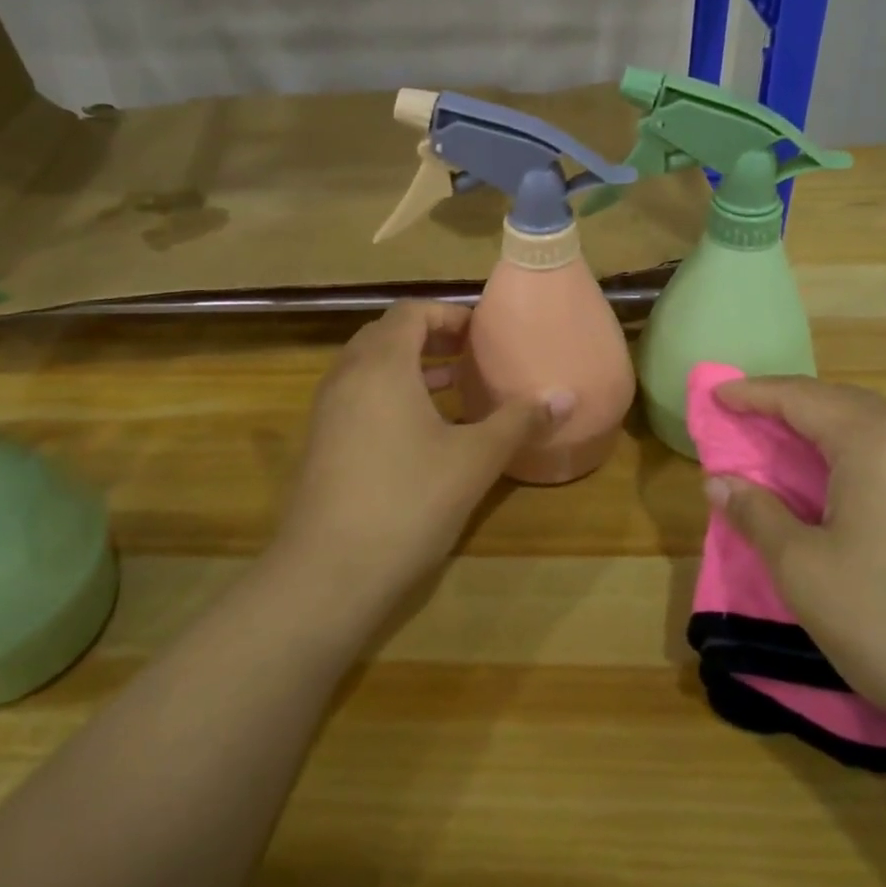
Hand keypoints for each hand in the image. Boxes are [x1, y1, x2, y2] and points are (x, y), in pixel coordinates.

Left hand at [275, 301, 568, 614]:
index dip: (448, 314)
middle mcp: (346, 377)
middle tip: (467, 355)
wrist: (327, 574)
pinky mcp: (320, 444)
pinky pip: (356, 396)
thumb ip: (518, 421)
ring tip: (450, 385)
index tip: (480, 334)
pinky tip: (419, 431)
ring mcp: (326, 412)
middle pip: (386, 334)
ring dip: (407, 366)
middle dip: (428, 336)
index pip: (411, 312)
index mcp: (381, 365)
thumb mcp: (474, 459)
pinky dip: (388, 394)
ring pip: (367, 367)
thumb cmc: (408, 502)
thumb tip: (565, 396)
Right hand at [706, 376, 885, 745]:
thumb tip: (720, 483)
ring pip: (875, 430)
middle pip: (842, 403)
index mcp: (875, 441)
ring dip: (825, 431)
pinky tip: (842, 491)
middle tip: (747, 420)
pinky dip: (857, 458)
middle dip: (790, 406)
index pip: (801, 397)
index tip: (716, 396)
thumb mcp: (803, 569)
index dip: (753, 394)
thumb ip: (757, 515)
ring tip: (787, 449)